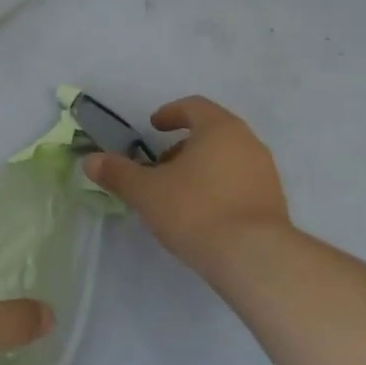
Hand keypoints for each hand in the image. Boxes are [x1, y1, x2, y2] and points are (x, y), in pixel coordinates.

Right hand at [83, 96, 291, 274]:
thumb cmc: (197, 211)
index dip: (170, 113)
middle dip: (183, 145)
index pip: (194, 106)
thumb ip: (118, 174)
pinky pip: (241, 182)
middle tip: (160, 166)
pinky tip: (203, 215)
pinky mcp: (274, 201)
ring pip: (227, 158)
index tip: (153, 127)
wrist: (255, 258)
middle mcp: (248, 142)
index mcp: (219, 128)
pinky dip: (219, 188)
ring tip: (178, 194)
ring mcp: (265, 172)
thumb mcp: (147, 192)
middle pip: (212, 132)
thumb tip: (90, 161)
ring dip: (202, 168)